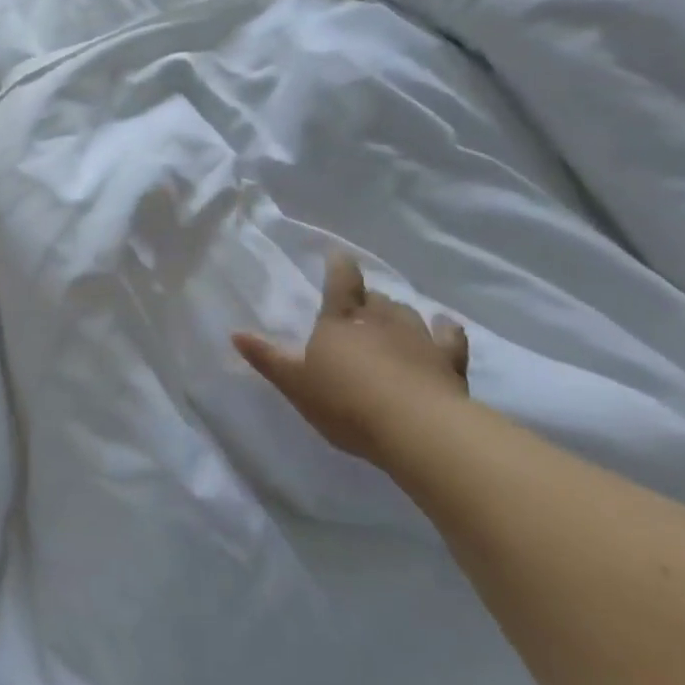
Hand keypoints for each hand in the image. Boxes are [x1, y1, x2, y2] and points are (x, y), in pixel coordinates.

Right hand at [233, 252, 470, 466]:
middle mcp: (380, 320)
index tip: (338, 255)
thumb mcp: (296, 384)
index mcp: (340, 321)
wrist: (416, 429)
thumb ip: (267, 359)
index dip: (339, 267)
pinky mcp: (448, 361)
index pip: (340, 283)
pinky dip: (446, 330)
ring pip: (407, 313)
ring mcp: (418, 338)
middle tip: (359, 308)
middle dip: (366, 299)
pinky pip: (449, 338)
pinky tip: (446, 326)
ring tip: (392, 321)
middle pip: (374, 298)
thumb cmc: (346, 403)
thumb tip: (235, 333)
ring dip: (398, 314)